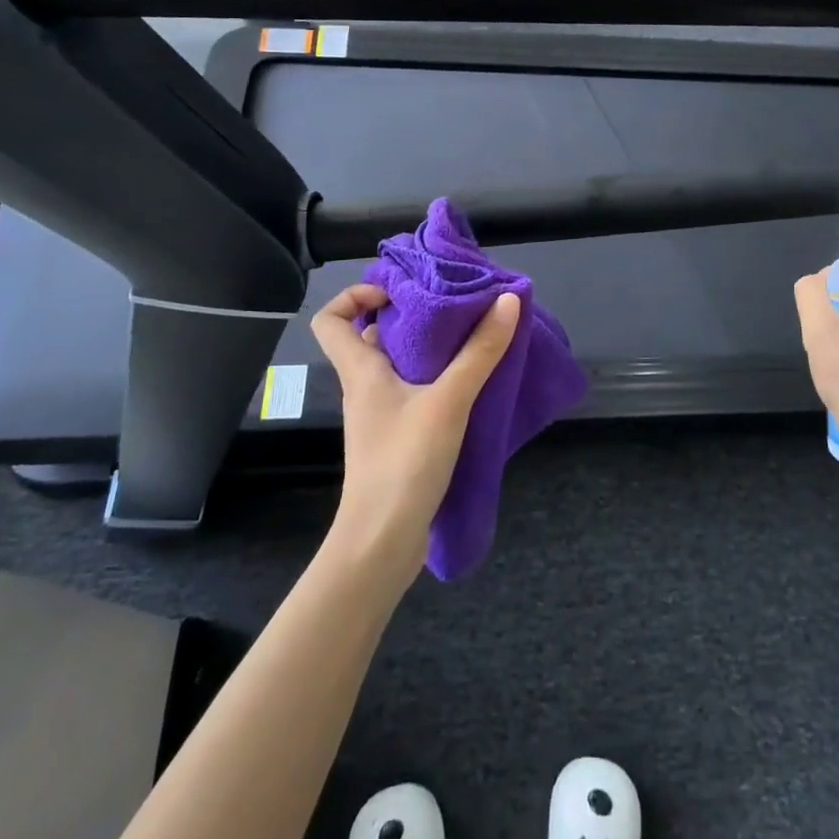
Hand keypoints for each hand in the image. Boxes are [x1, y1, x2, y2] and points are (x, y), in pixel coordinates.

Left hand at [310, 284, 521, 585]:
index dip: (355, 295)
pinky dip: (438, 380)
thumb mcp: (448, 401)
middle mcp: (365, 388)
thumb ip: (479, 352)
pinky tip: (472, 382)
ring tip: (470, 336)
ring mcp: (381, 416)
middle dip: (409, 316)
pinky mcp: (398, 439)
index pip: (331, 320)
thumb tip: (507, 300)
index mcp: (361, 371)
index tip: (398, 293)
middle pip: (371, 337)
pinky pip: (414, 393)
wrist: (382, 545)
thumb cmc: (403, 463)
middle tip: (451, 306)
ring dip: (429, 349)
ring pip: (397, 366)